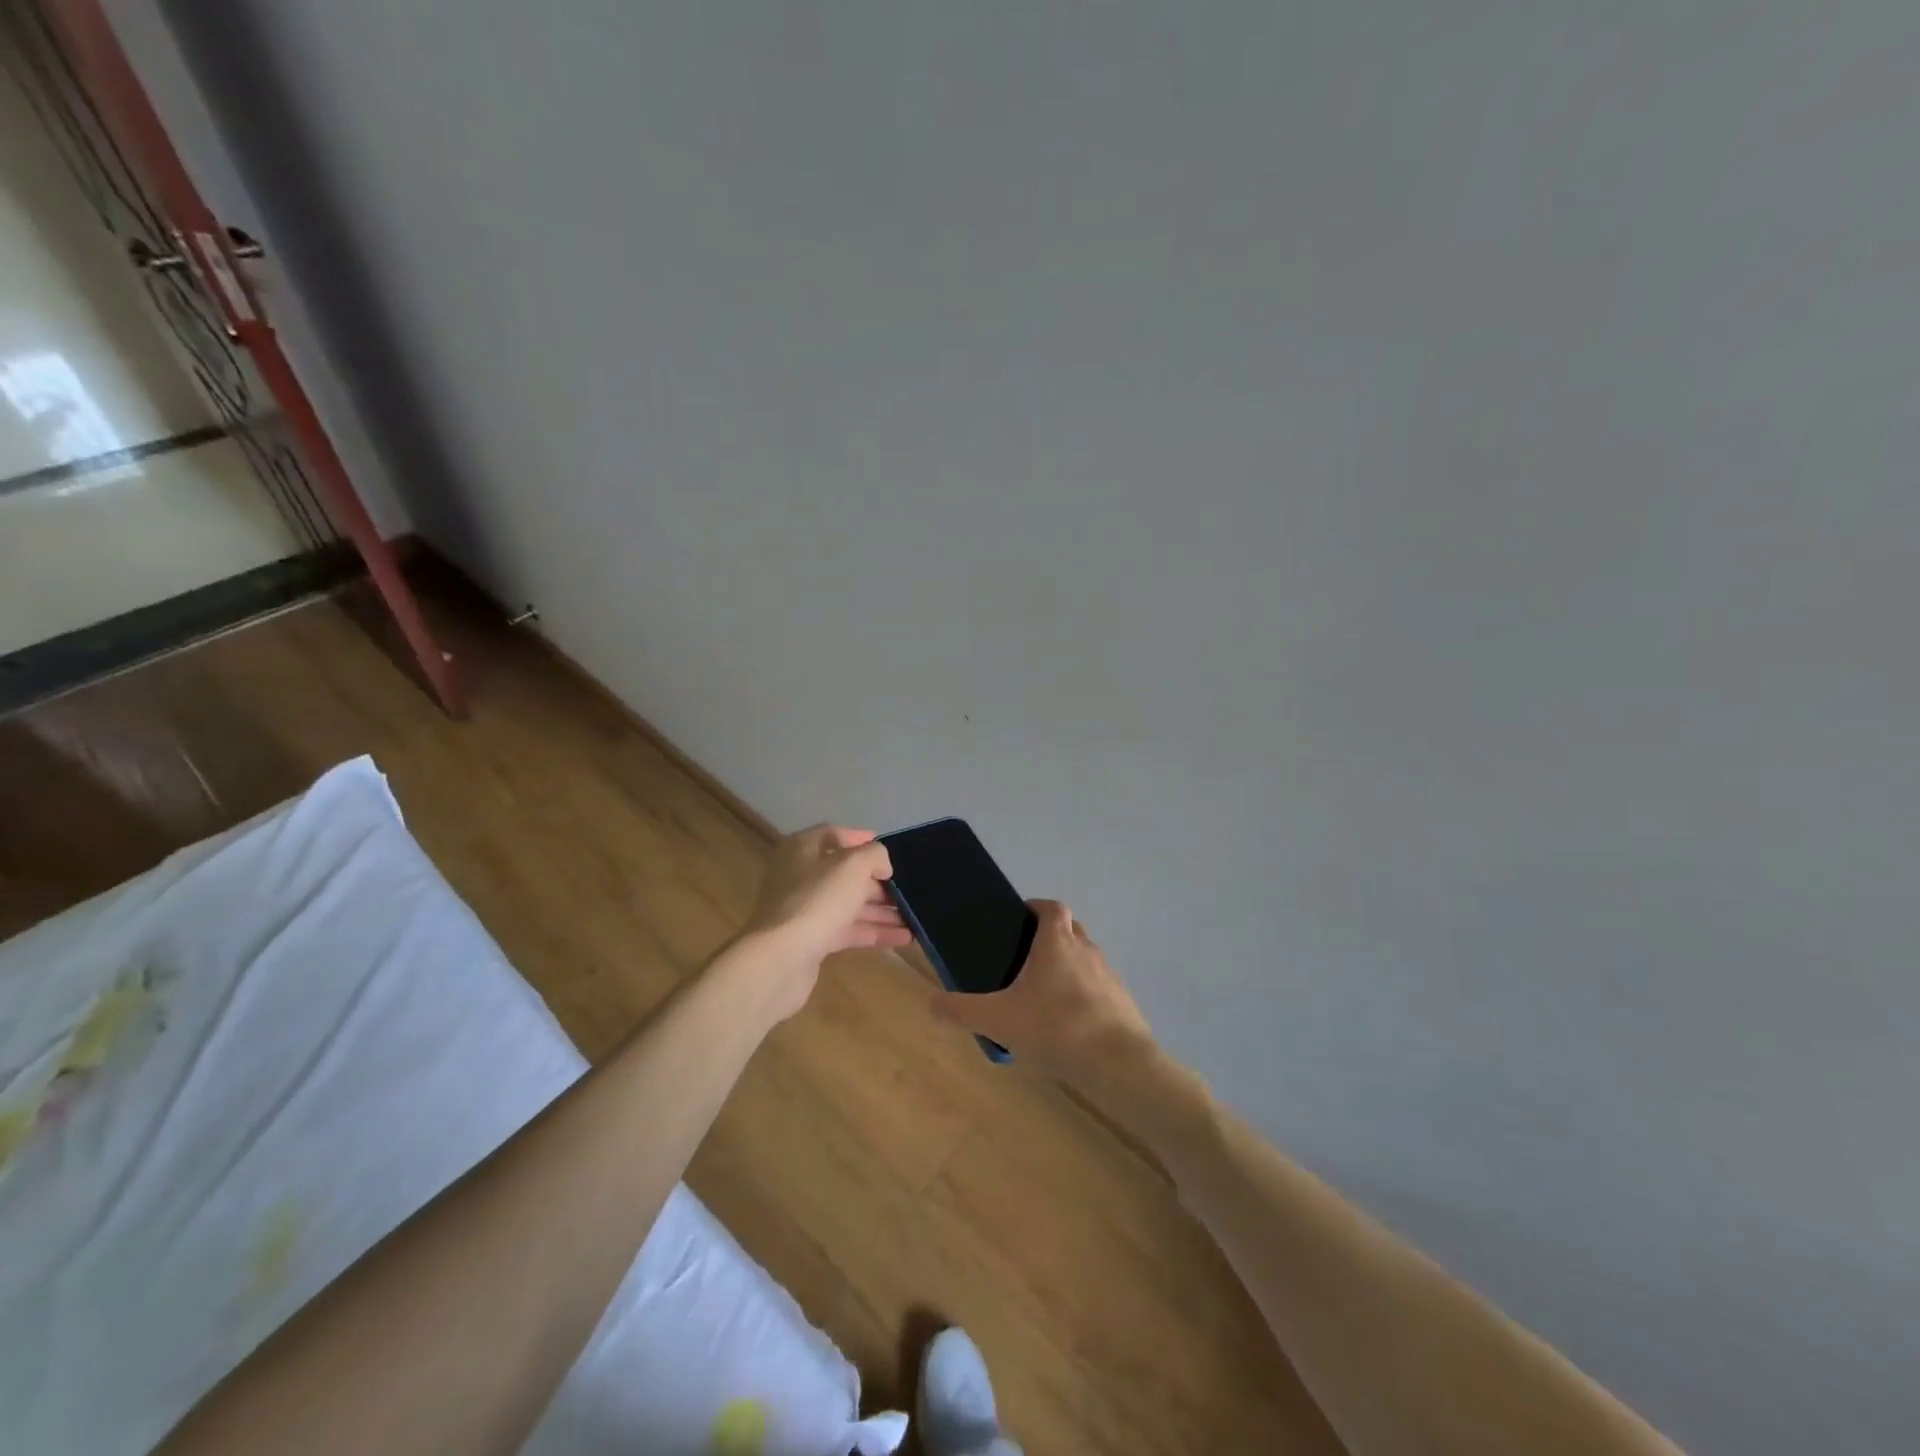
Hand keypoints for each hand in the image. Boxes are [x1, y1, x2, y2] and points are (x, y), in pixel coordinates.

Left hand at [735, 825, 911, 1021]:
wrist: (780, 959)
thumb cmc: (817, 900)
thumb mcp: (853, 865)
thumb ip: (874, 855)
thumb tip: (881, 864)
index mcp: (802, 849)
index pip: (835, 835)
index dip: (862, 839)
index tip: (892, 850)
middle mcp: (800, 876)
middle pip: (844, 873)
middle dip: (878, 881)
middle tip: (908, 889)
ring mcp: (804, 910)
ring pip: (849, 904)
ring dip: (881, 910)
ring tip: (915, 916)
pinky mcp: (811, 940)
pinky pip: (848, 931)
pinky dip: (874, 932)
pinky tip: (905, 938)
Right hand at [929, 900, 1154, 1085]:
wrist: (1119, 1063)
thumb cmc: (1056, 1028)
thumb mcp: (998, 1020)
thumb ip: (962, 1010)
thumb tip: (933, 1003)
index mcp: (1057, 941)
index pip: (1051, 907)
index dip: (1036, 908)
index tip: (1019, 921)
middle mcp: (1086, 949)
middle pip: (1070, 928)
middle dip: (1051, 936)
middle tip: (1025, 959)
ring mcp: (1108, 974)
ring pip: (1085, 957)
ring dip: (1068, 966)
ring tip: (1043, 995)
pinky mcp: (1122, 1000)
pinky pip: (1098, 986)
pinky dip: (1083, 994)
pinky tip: (1067, 1023)